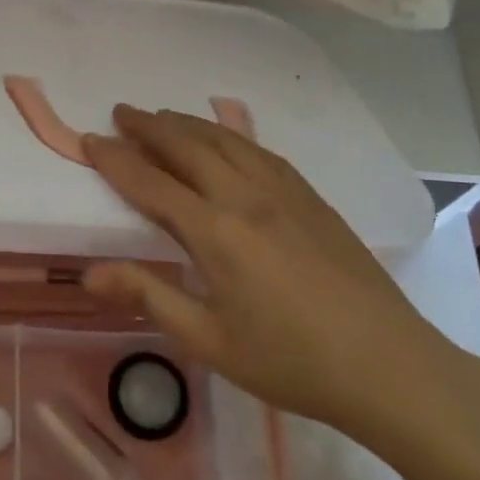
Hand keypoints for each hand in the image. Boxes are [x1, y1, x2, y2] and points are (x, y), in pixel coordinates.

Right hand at [81, 106, 468, 442]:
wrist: (390, 367)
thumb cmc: (291, 362)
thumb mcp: (209, 340)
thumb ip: (149, 297)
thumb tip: (89, 274)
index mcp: (216, 232)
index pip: (151, 183)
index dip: (115, 160)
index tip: (89, 140)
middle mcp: (246, 197)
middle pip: (187, 146)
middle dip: (149, 126)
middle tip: (121, 112)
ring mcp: (284, 193)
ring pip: (226, 141)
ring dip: (188, 124)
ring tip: (163, 117)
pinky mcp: (312, 199)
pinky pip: (260, 152)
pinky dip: (230, 137)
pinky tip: (226, 141)